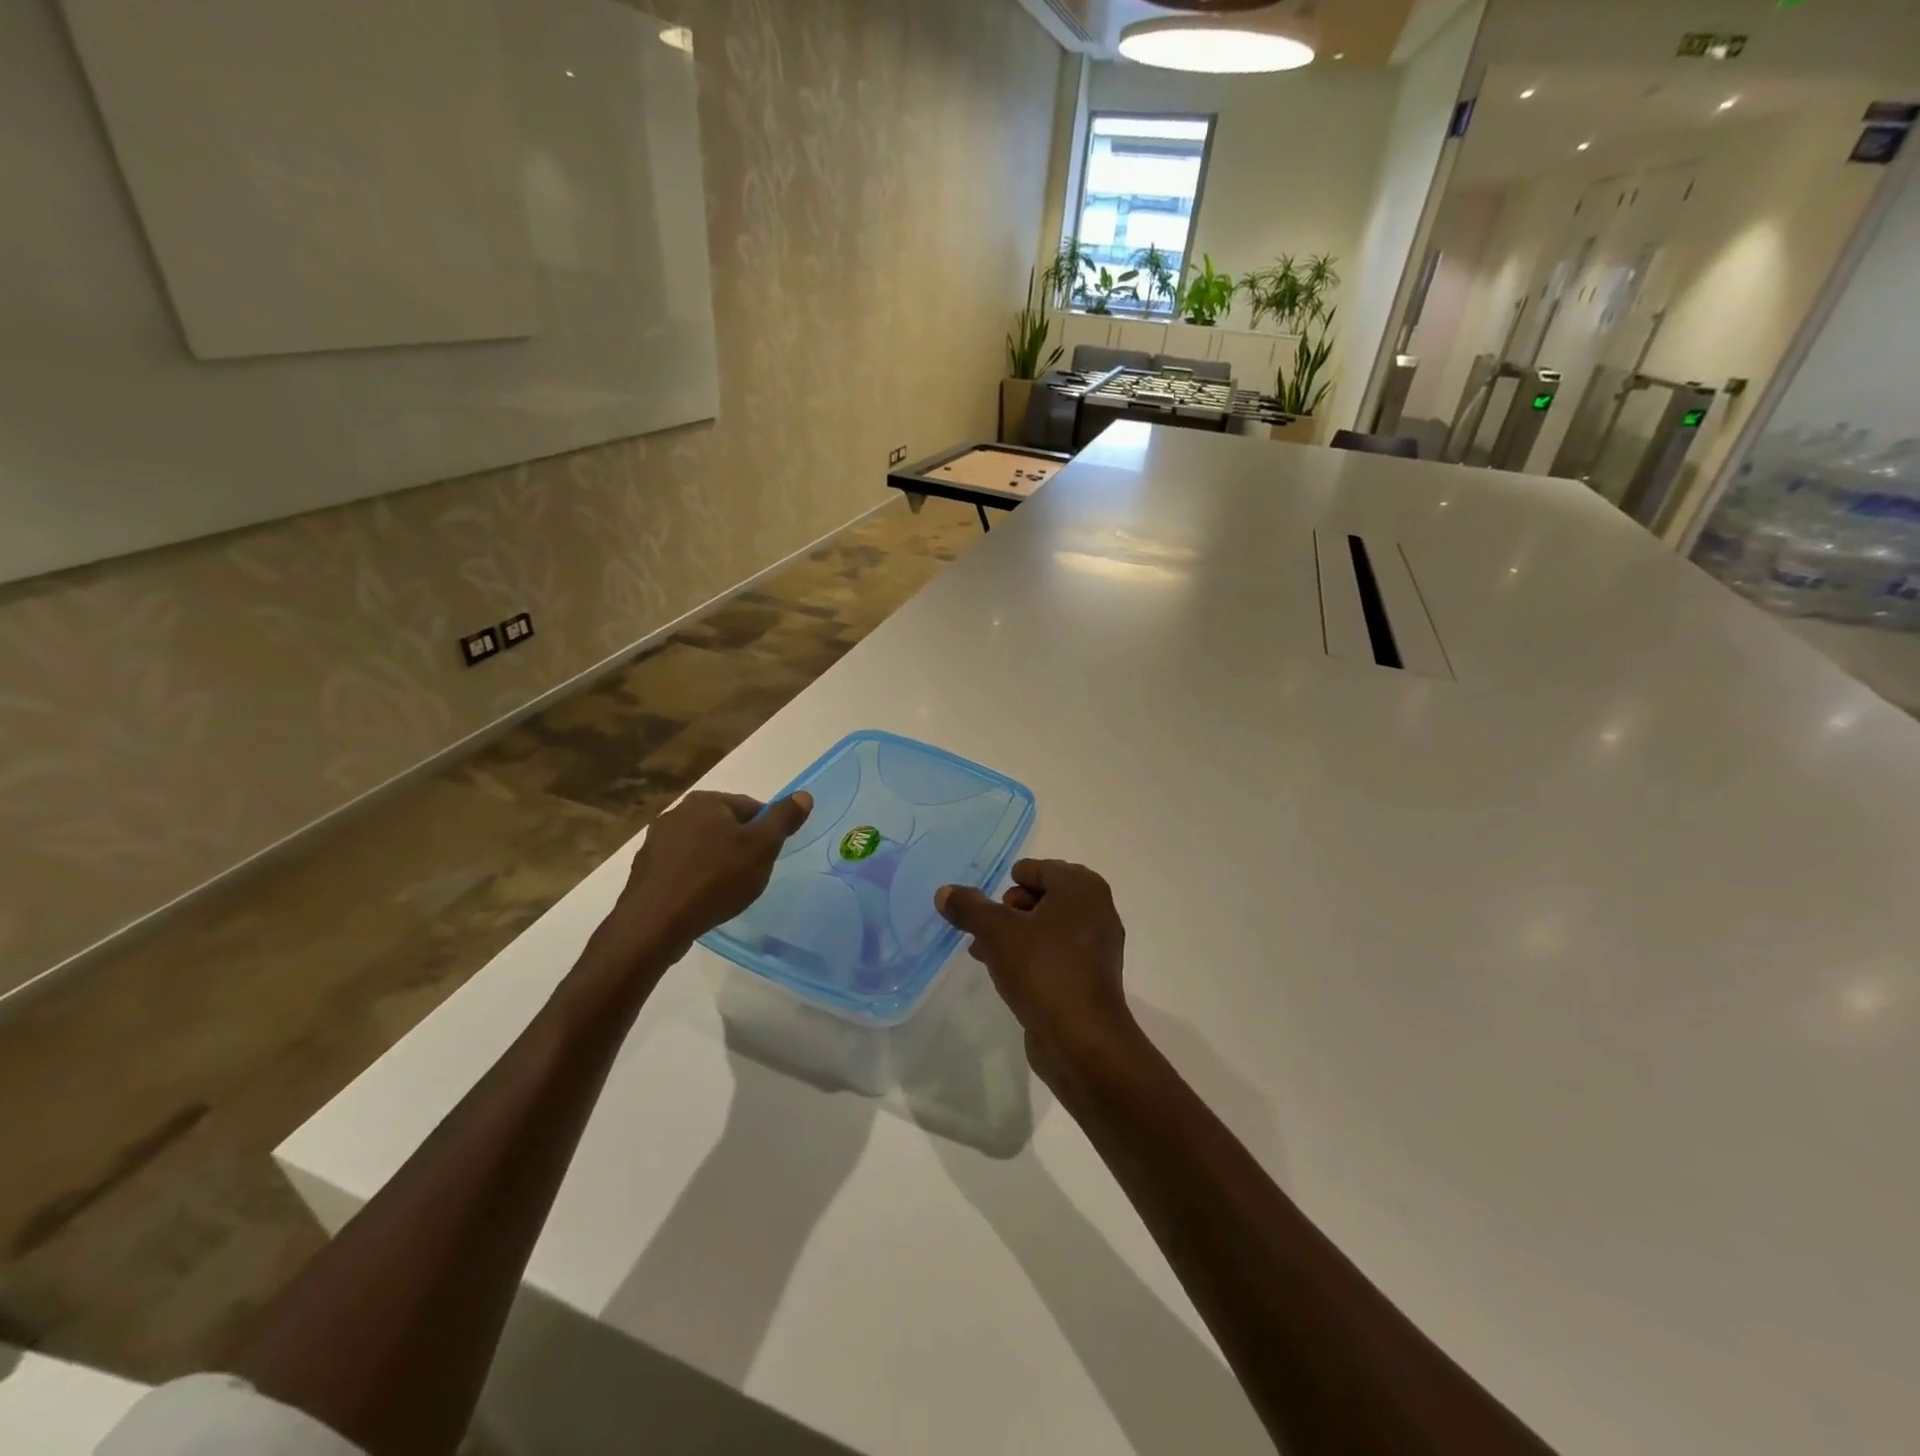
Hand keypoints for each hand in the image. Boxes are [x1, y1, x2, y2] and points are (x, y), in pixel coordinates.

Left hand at [593, 790, 812, 971]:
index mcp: (706, 801)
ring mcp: (656, 841)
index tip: (767, 858)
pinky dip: (693, 879)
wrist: (655, 923)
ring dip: (715, 863)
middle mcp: (677, 812)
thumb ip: (784, 818)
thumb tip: (804, 795)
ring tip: (725, 892)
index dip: (765, 832)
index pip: (750, 807)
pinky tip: (700, 900)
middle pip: (724, 826)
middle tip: (750, 876)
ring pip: (701, 847)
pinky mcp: (645, 869)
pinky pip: (681, 868)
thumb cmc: (716, 879)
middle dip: (739, 847)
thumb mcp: (762, 847)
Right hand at [935, 859, 1134, 1083]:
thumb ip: (969, 908)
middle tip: (986, 932)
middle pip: (1040, 895)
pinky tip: (1002, 974)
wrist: (1082, 1040)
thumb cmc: (1043, 970)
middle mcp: (1095, 908)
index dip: (1006, 885)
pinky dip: (1030, 956)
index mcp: (1080, 887)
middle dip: (1007, 911)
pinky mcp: (1089, 975)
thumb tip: (944, 891)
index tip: (987, 910)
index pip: (1035, 869)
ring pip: (1044, 927)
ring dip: (1013, 935)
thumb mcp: (997, 932)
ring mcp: (1096, 944)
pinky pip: (1053, 953)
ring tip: (983, 953)